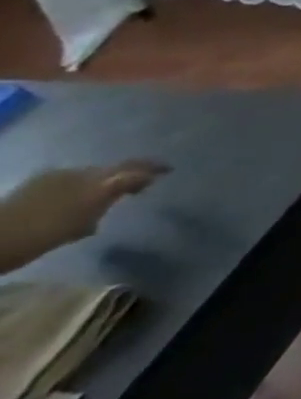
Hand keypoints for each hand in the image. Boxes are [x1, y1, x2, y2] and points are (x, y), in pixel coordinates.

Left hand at [0, 161, 169, 270]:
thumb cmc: (43, 233)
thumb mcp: (88, 215)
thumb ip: (117, 192)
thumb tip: (143, 177)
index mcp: (91, 178)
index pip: (131, 166)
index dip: (152, 166)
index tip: (169, 170)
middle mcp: (75, 172)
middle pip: (109, 171)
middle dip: (124, 178)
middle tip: (139, 190)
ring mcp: (51, 179)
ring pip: (88, 179)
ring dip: (100, 187)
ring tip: (105, 203)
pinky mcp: (33, 188)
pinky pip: (68, 185)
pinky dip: (79, 193)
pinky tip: (74, 209)